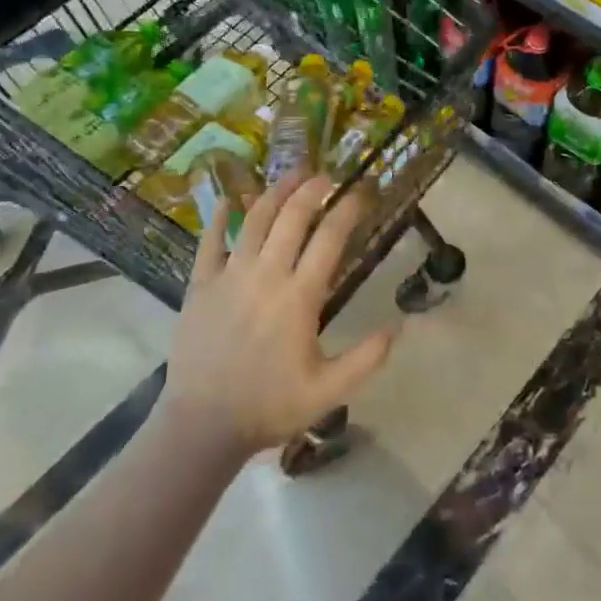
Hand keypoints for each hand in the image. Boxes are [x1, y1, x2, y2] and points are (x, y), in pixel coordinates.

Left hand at [163, 174, 395, 454]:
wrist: (202, 426)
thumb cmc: (270, 406)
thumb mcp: (329, 392)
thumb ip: (367, 358)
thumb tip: (400, 326)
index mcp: (299, 297)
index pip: (330, 237)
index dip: (349, 208)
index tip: (364, 191)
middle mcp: (266, 275)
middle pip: (293, 216)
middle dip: (313, 188)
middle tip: (327, 175)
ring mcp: (229, 276)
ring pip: (255, 219)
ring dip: (275, 191)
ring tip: (291, 174)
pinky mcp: (200, 284)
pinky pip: (209, 240)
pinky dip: (219, 216)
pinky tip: (227, 199)